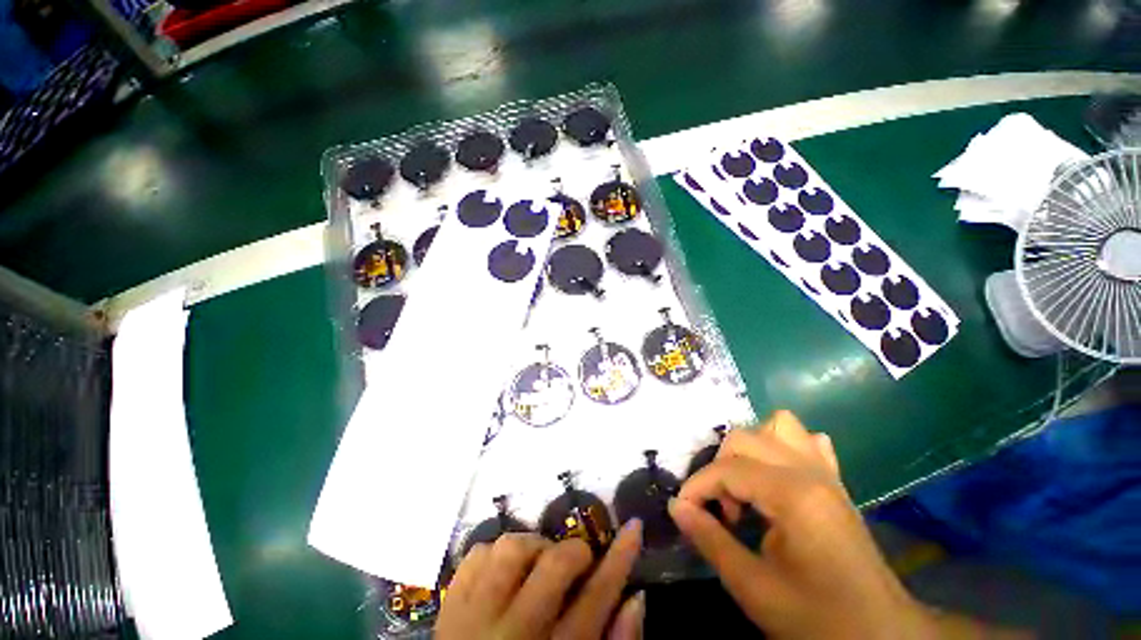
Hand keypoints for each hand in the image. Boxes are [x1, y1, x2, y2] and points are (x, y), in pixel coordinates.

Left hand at [436, 522, 644, 639]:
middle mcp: (513, 635)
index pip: (597, 598)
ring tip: (537, 565)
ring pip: (512, 549)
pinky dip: (496, 552)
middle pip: (554, 566)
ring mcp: (474, 618)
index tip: (634, 526)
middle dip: (574, 552)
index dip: (620, 557)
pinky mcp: (448, 607)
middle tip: (577, 561)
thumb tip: (637, 597)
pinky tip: (504, 572)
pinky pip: (477, 553)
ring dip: (533, 547)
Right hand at [668, 411, 933, 639]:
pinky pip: (807, 442)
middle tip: (720, 509)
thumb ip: (710, 540)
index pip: (727, 469)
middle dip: (719, 468)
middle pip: (745, 439)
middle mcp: (810, 471)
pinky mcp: (835, 482)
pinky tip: (777, 475)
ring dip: (751, 448)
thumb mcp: (755, 589)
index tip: (683, 510)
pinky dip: (782, 448)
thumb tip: (676, 507)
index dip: (696, 487)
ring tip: (744, 483)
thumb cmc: (818, 619)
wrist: (882, 637)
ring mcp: (827, 473)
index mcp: (793, 495)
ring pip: (778, 427)